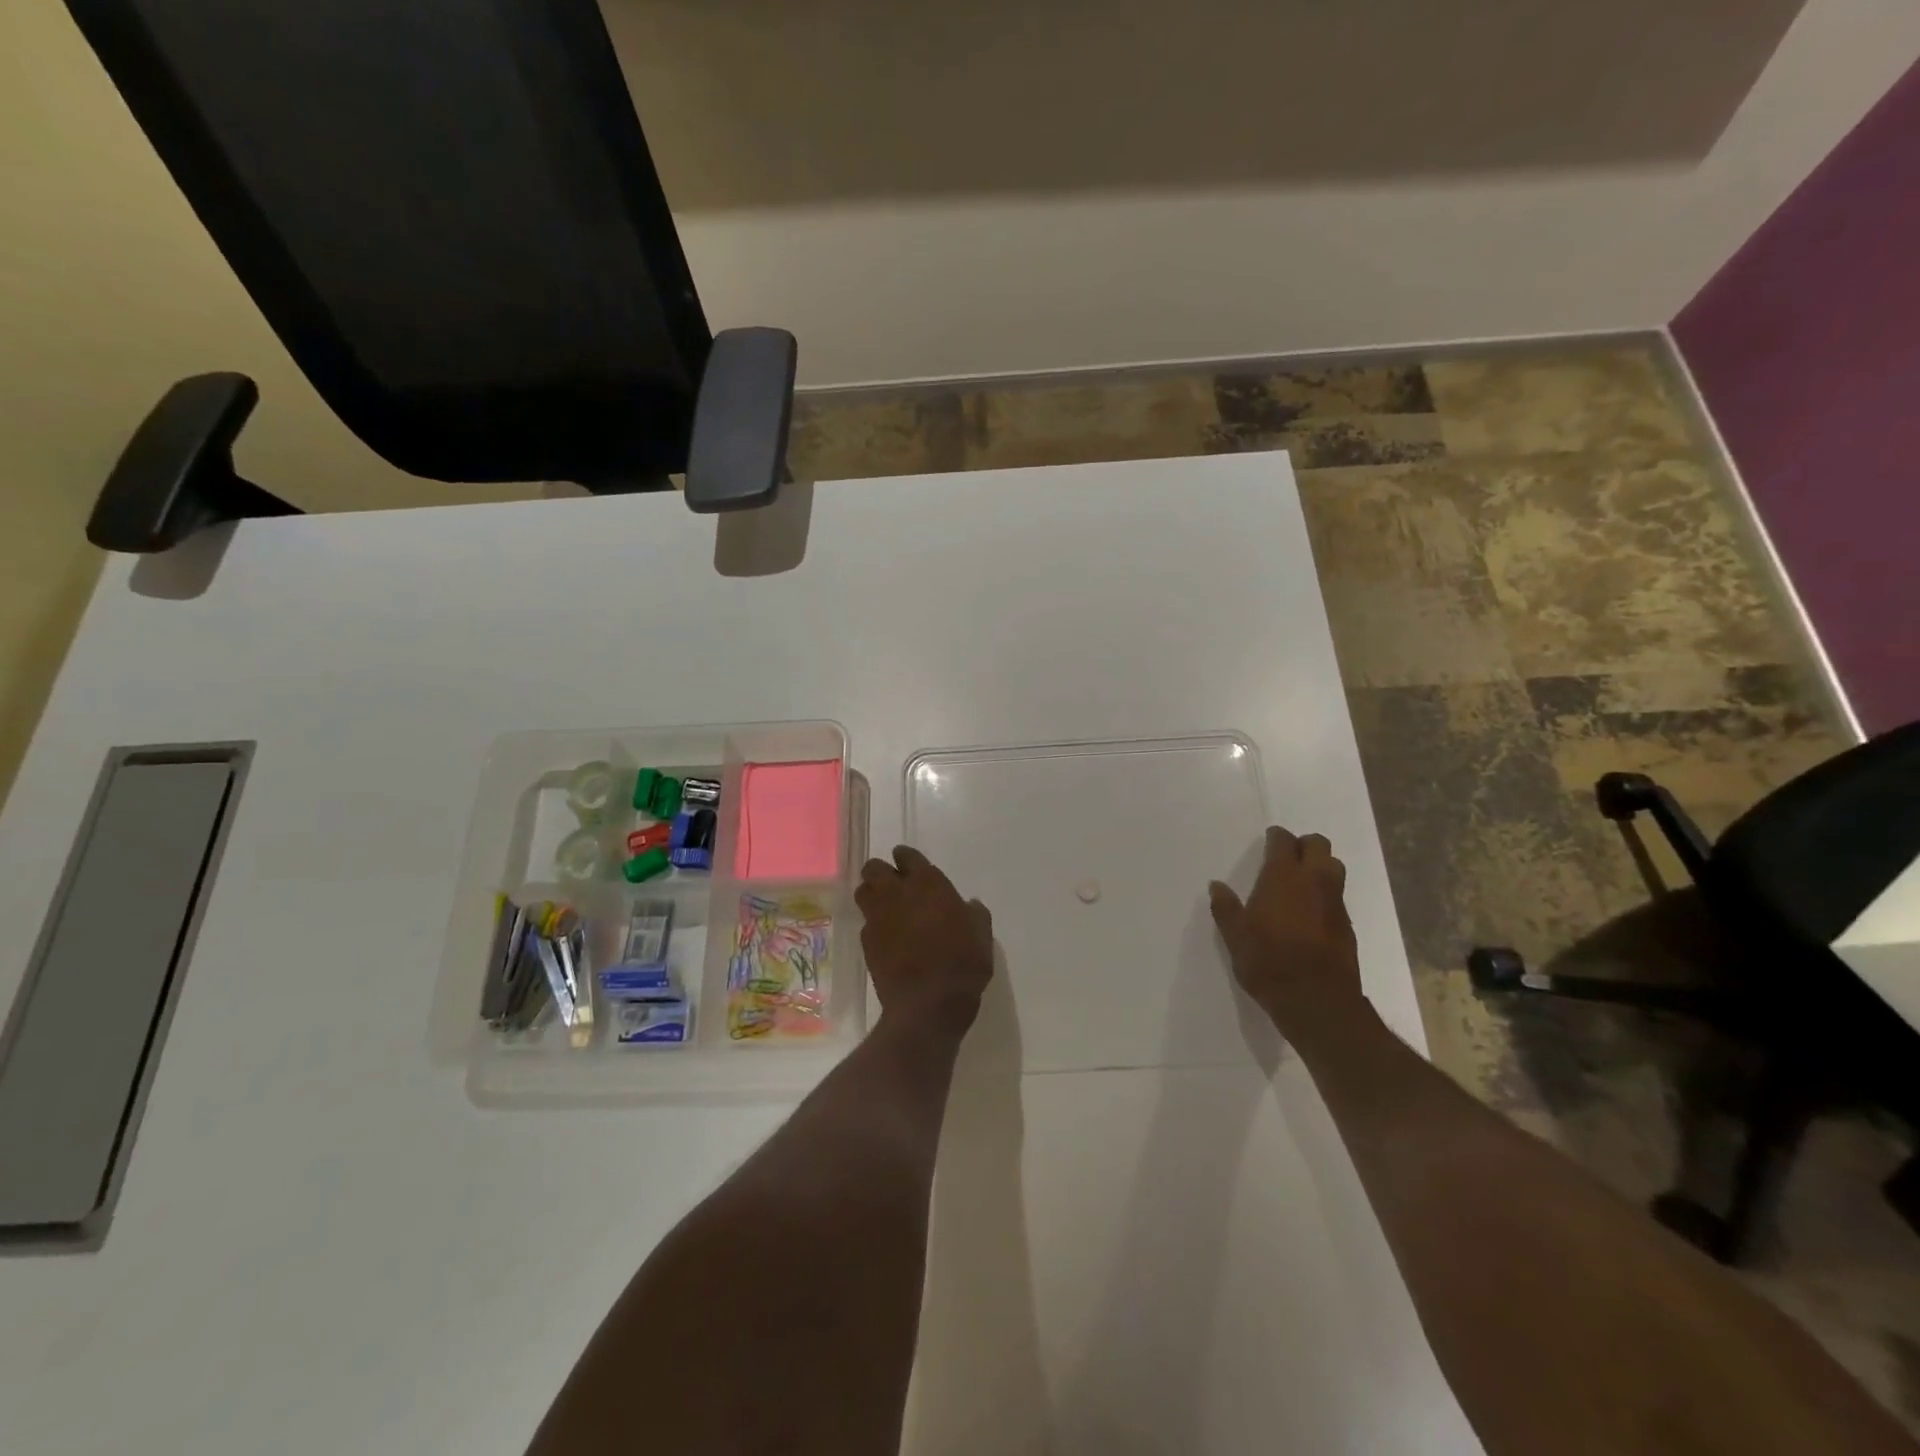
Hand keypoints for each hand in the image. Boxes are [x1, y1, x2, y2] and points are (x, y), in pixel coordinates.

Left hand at [857, 846, 993, 1034]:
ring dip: (872, 894)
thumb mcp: (982, 935)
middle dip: (881, 872)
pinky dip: (874, 925)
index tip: (909, 866)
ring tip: (885, 907)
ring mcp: (878, 917)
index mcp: (928, 884)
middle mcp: (897, 893)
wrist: (928, 1003)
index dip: (906, 858)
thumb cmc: (962, 963)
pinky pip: (865, 923)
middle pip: (874, 868)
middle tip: (893, 885)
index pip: (907, 856)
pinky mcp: (866, 942)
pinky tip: (887, 938)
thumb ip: (974, 914)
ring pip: (863, 892)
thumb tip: (970, 904)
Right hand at [1209, 826, 1364, 1041]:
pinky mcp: (1347, 925)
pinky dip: (1326, 894)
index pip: (1284, 841)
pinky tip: (1311, 913)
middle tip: (1287, 858)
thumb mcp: (1235, 936)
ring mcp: (1335, 902)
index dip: (1276, 837)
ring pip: (1334, 867)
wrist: (1317, 1001)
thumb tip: (1216, 886)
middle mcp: (1314, 881)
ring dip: (1320, 866)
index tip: (1269, 840)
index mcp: (1283, 877)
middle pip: (1318, 845)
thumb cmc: (1268, 961)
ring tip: (1301, 882)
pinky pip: (1337, 895)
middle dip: (1304, 845)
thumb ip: (1225, 907)